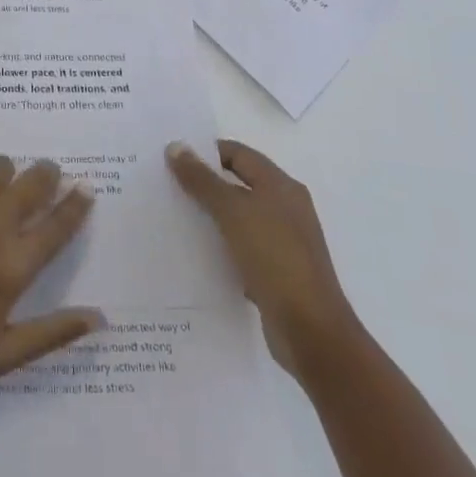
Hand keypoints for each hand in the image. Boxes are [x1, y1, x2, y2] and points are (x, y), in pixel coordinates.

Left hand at [0, 157, 102, 392]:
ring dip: (6, 174)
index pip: (58, 225)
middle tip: (46, 175)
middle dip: (46, 175)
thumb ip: (53, 334)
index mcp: (14, 268)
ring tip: (2, 186)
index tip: (85, 188)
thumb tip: (100, 317)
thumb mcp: (2, 356)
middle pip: (33, 183)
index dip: (76, 203)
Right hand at [167, 139, 357, 373]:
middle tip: (165, 185)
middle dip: (203, 183)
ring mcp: (283, 241)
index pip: (238, 153)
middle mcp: (285, 207)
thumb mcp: (233, 212)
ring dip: (209, 215)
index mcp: (281, 186)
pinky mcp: (276, 270)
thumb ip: (202, 180)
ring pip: (238, 217)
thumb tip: (176, 146)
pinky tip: (195, 252)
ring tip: (172, 216)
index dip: (206, 152)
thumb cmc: (274, 258)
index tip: (172, 159)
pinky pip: (241, 246)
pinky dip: (220, 245)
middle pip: (238, 183)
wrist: (310, 331)